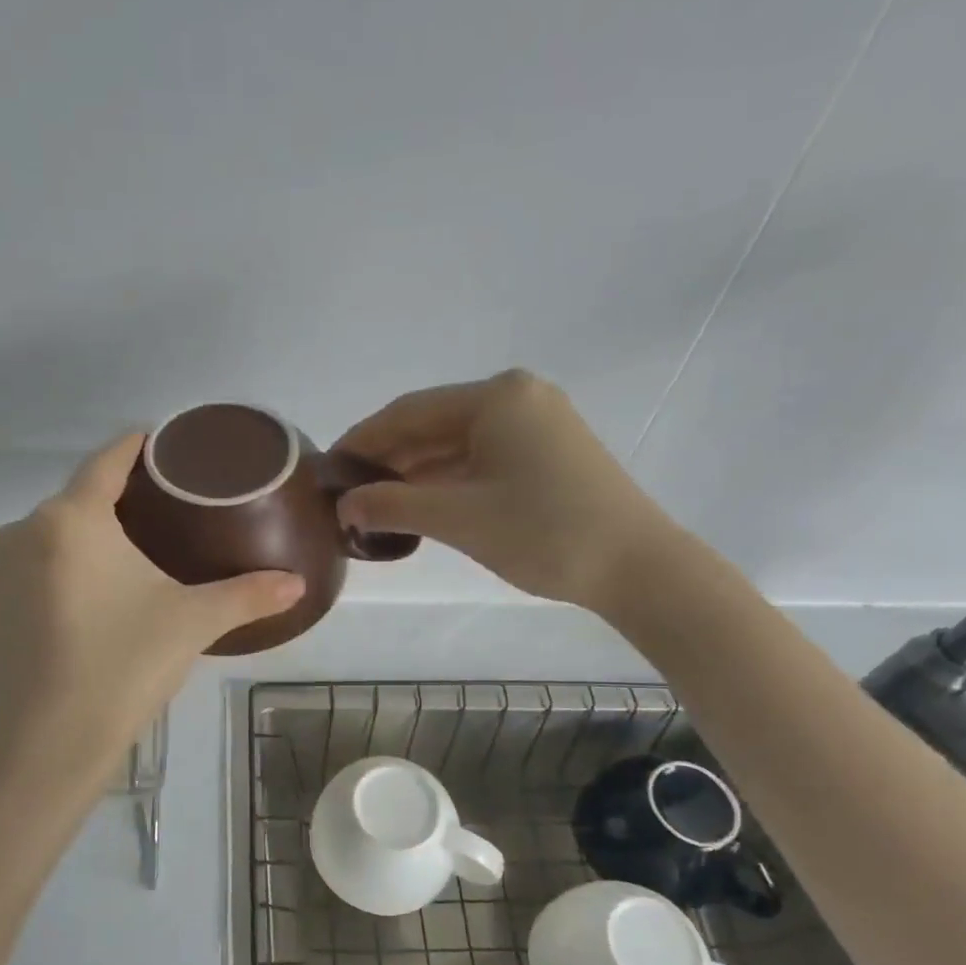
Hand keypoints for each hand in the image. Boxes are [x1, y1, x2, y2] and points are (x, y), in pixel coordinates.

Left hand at [0, 433, 303, 788]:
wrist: (50, 743)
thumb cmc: (124, 666)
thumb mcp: (192, 623)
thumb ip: (248, 595)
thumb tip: (299, 584)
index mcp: (71, 519)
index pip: (107, 461)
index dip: (137, 447)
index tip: (163, 443)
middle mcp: (24, 530)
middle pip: (80, 498)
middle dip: (119, 499)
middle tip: (165, 512)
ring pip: (53, 533)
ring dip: (87, 534)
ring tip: (131, 553)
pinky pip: (32, 564)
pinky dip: (62, 565)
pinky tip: (91, 592)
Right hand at [334, 370, 685, 614]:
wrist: (638, 567)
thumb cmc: (543, 532)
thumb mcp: (458, 518)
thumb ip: (393, 505)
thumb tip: (344, 504)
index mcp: (495, 398)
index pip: (409, 412)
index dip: (363, 439)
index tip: (327, 467)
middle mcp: (517, 398)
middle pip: (433, 424)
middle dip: (388, 458)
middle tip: (346, 492)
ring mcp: (537, 424)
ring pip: (457, 443)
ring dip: (416, 472)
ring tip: (374, 502)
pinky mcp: (549, 452)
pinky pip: (482, 457)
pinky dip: (448, 479)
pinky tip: (420, 503)